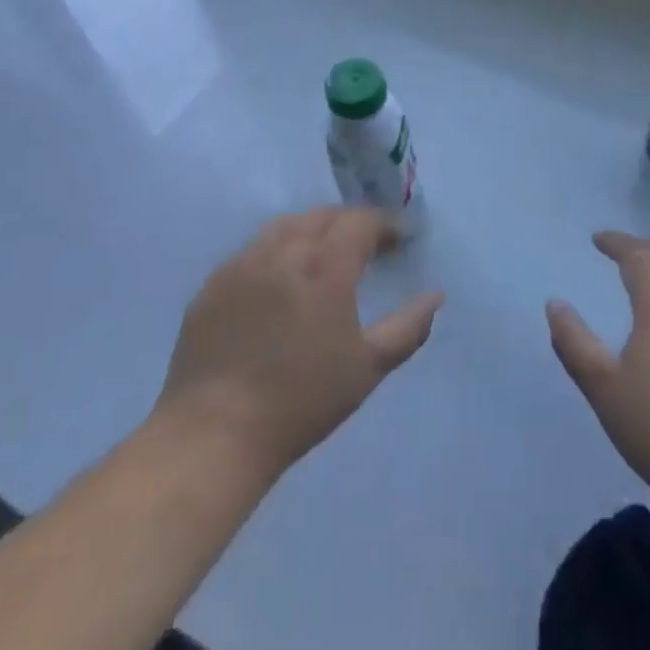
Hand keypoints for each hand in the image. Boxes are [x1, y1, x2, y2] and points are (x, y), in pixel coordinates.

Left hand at [154, 208, 442, 479]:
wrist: (215, 433)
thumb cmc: (302, 401)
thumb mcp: (367, 367)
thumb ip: (408, 327)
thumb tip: (436, 296)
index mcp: (325, 266)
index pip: (360, 222)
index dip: (385, 224)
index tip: (400, 237)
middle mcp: (284, 252)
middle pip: (322, 216)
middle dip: (350, 222)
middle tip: (366, 243)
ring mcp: (243, 264)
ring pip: (284, 226)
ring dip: (312, 229)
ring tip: (324, 252)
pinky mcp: (213, 283)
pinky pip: (252, 250)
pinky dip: (277, 250)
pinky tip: (280, 278)